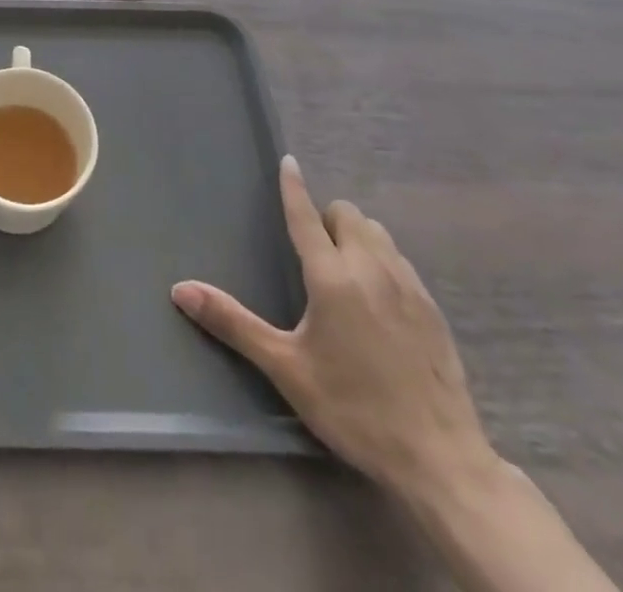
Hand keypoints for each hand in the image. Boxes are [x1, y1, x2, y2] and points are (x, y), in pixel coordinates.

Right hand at [172, 156, 496, 500]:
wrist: (441, 460)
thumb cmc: (354, 409)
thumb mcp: (286, 369)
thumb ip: (233, 323)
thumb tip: (180, 290)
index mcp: (332, 277)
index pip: (306, 215)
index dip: (293, 187)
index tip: (288, 161)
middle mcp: (372, 269)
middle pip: (347, 215)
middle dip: (326, 219)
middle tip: (312, 252)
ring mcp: (409, 286)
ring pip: (378, 233)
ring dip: (356, 235)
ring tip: (343, 269)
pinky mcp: (433, 309)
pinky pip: (400, 260)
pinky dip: (382, 260)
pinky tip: (377, 299)